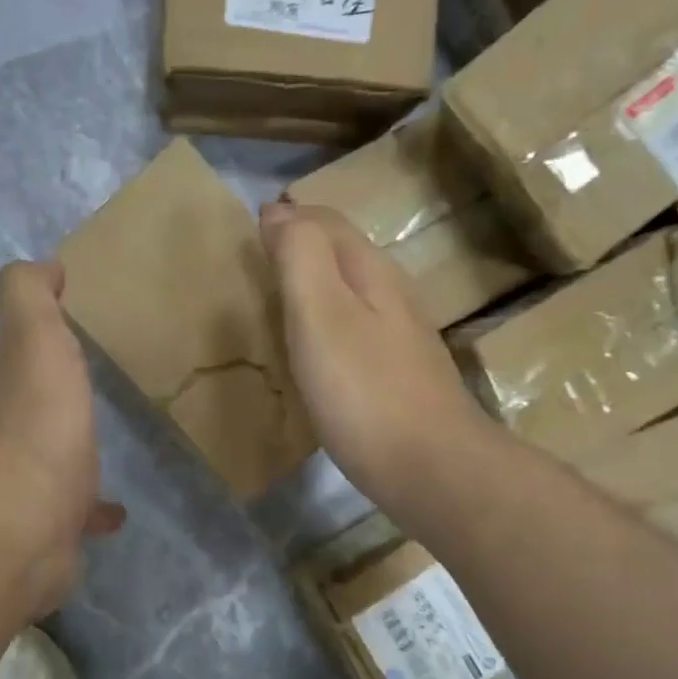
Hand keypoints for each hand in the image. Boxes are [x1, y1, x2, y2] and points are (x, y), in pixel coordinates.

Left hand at [0, 260, 123, 615]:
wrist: (26, 519)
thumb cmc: (38, 421)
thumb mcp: (34, 338)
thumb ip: (30, 296)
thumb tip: (43, 266)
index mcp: (9, 386)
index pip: (17, 354)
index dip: (37, 337)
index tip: (68, 326)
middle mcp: (11, 434)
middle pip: (33, 404)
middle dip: (52, 392)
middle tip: (89, 382)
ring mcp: (31, 484)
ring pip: (55, 458)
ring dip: (72, 449)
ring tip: (104, 442)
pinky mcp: (55, 527)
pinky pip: (79, 511)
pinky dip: (95, 508)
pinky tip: (117, 511)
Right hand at [260, 202, 497, 512]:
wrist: (430, 468)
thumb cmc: (364, 391)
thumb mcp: (320, 313)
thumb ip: (300, 255)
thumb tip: (279, 211)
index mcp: (371, 271)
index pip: (325, 221)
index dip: (287, 219)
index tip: (247, 235)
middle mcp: (393, 294)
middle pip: (342, 254)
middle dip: (301, 249)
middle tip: (256, 267)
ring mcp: (402, 337)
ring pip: (351, 293)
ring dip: (315, 288)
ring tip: (277, 306)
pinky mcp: (400, 376)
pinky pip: (356, 332)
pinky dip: (328, 327)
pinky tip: (314, 354)